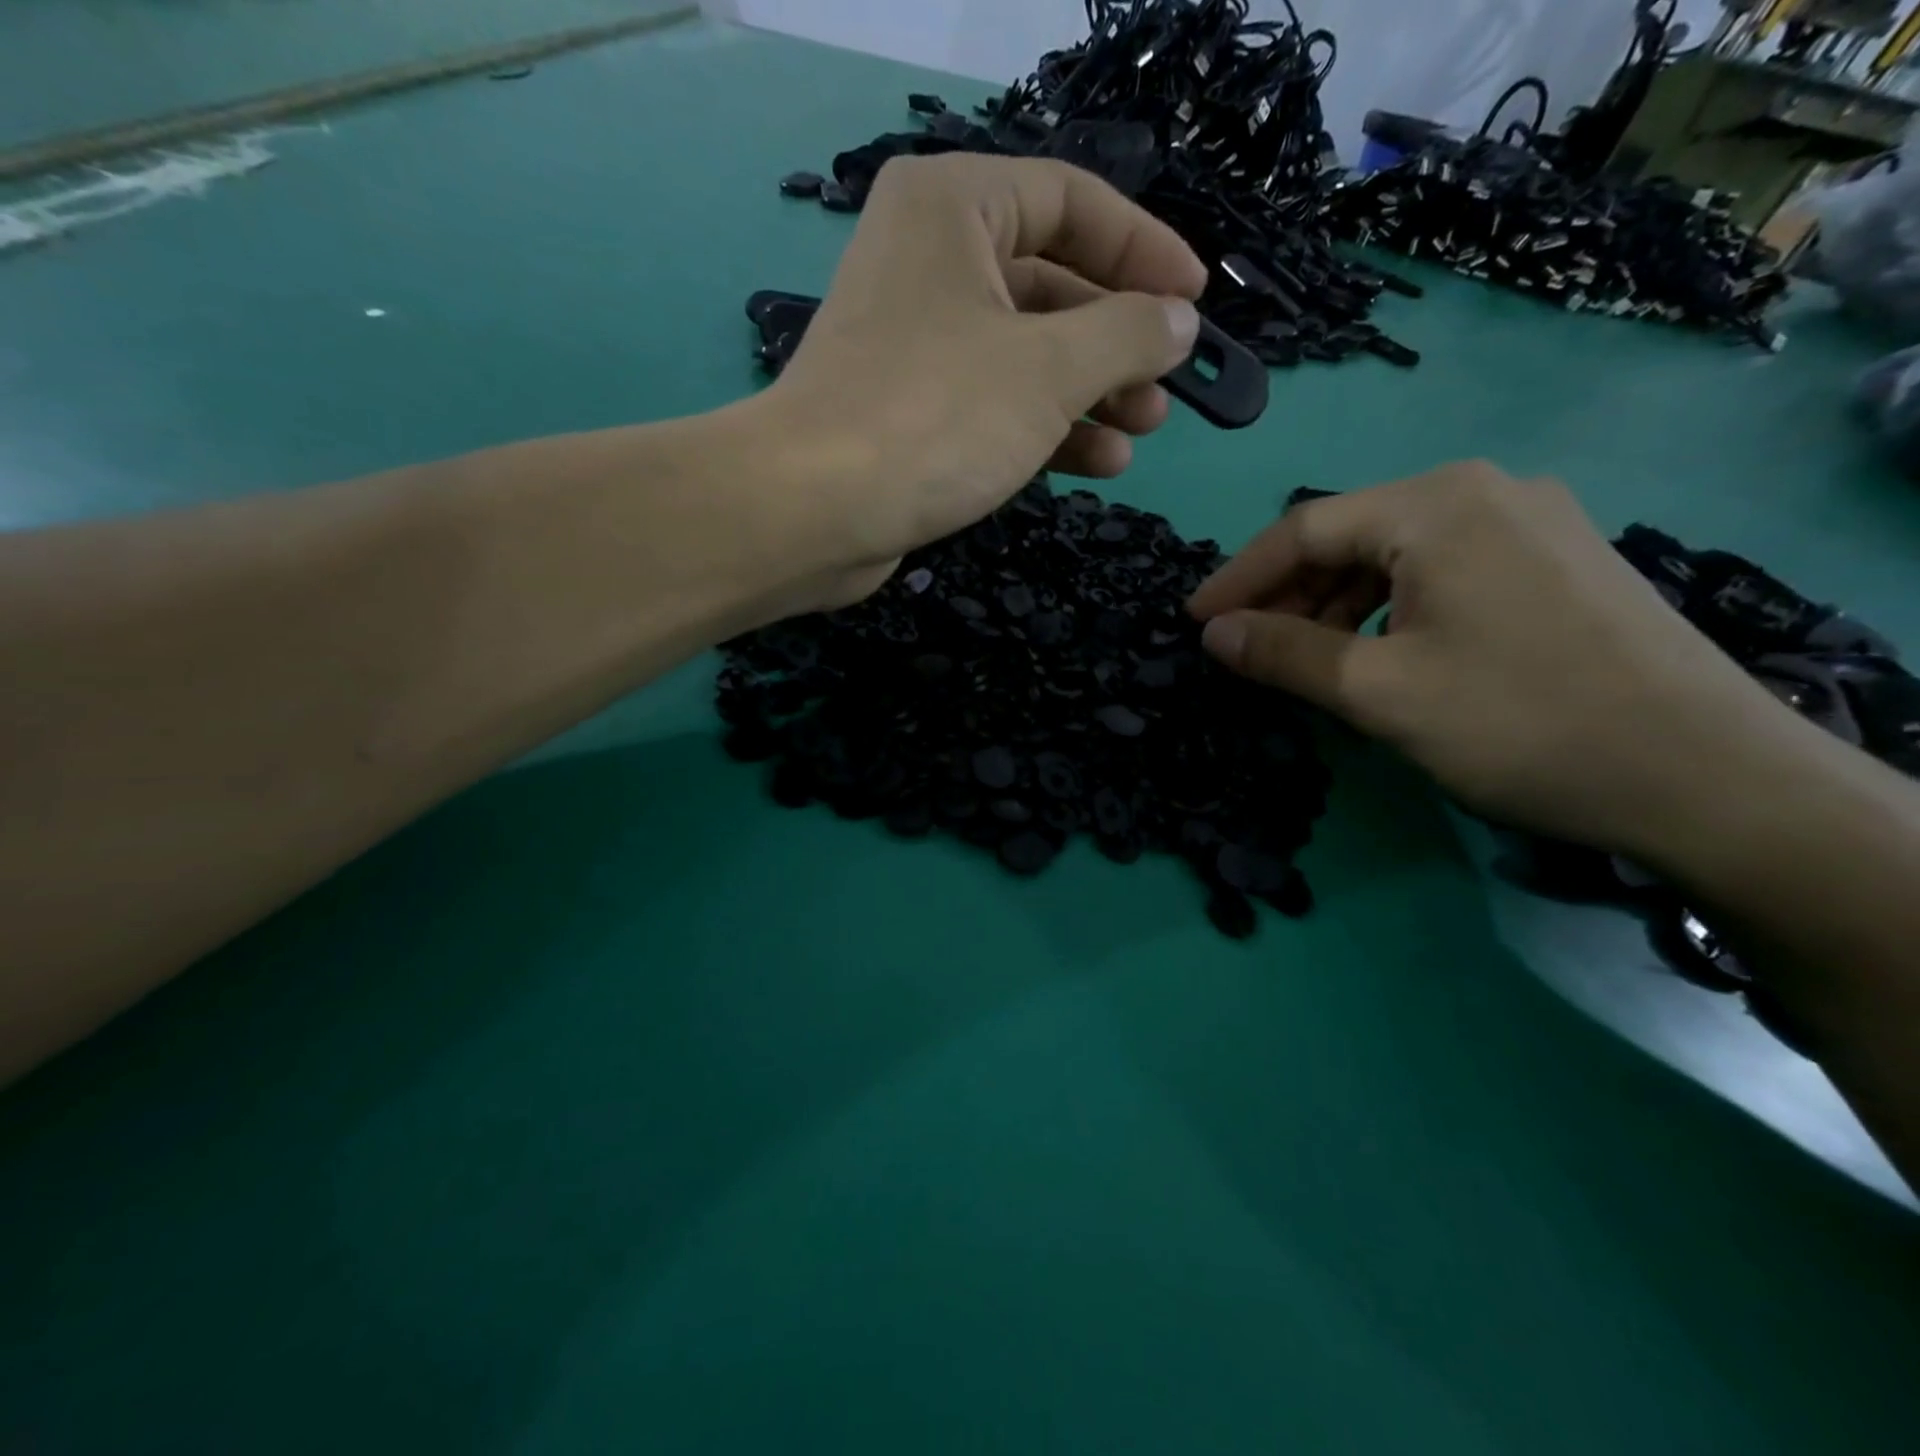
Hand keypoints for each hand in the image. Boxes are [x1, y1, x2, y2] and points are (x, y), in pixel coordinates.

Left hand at [762, 153, 1205, 600]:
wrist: (813, 511)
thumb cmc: (935, 416)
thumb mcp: (1050, 368)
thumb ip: (1126, 335)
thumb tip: (1178, 322)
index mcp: (952, 208)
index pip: (1070, 201)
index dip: (1143, 250)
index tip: (1193, 302)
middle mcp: (928, 262)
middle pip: (1050, 285)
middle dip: (1116, 342)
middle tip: (1165, 388)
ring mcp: (914, 343)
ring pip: (1024, 355)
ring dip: (1088, 395)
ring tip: (1140, 432)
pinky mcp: (908, 412)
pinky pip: (992, 404)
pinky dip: (1044, 429)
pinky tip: (1097, 463)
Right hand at [1187, 461, 1805, 858]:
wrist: (1706, 777)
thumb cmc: (1518, 722)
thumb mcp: (1377, 692)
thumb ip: (1283, 653)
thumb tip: (1212, 634)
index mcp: (1438, 504)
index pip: (1303, 529)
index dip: (1237, 579)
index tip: (1193, 624)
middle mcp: (1485, 492)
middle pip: (1350, 536)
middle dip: (1288, 595)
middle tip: (1246, 649)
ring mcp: (1531, 524)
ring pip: (1395, 556)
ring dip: (1336, 606)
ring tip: (1305, 660)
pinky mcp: (1557, 562)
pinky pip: (1442, 572)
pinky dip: (1389, 610)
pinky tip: (1377, 653)